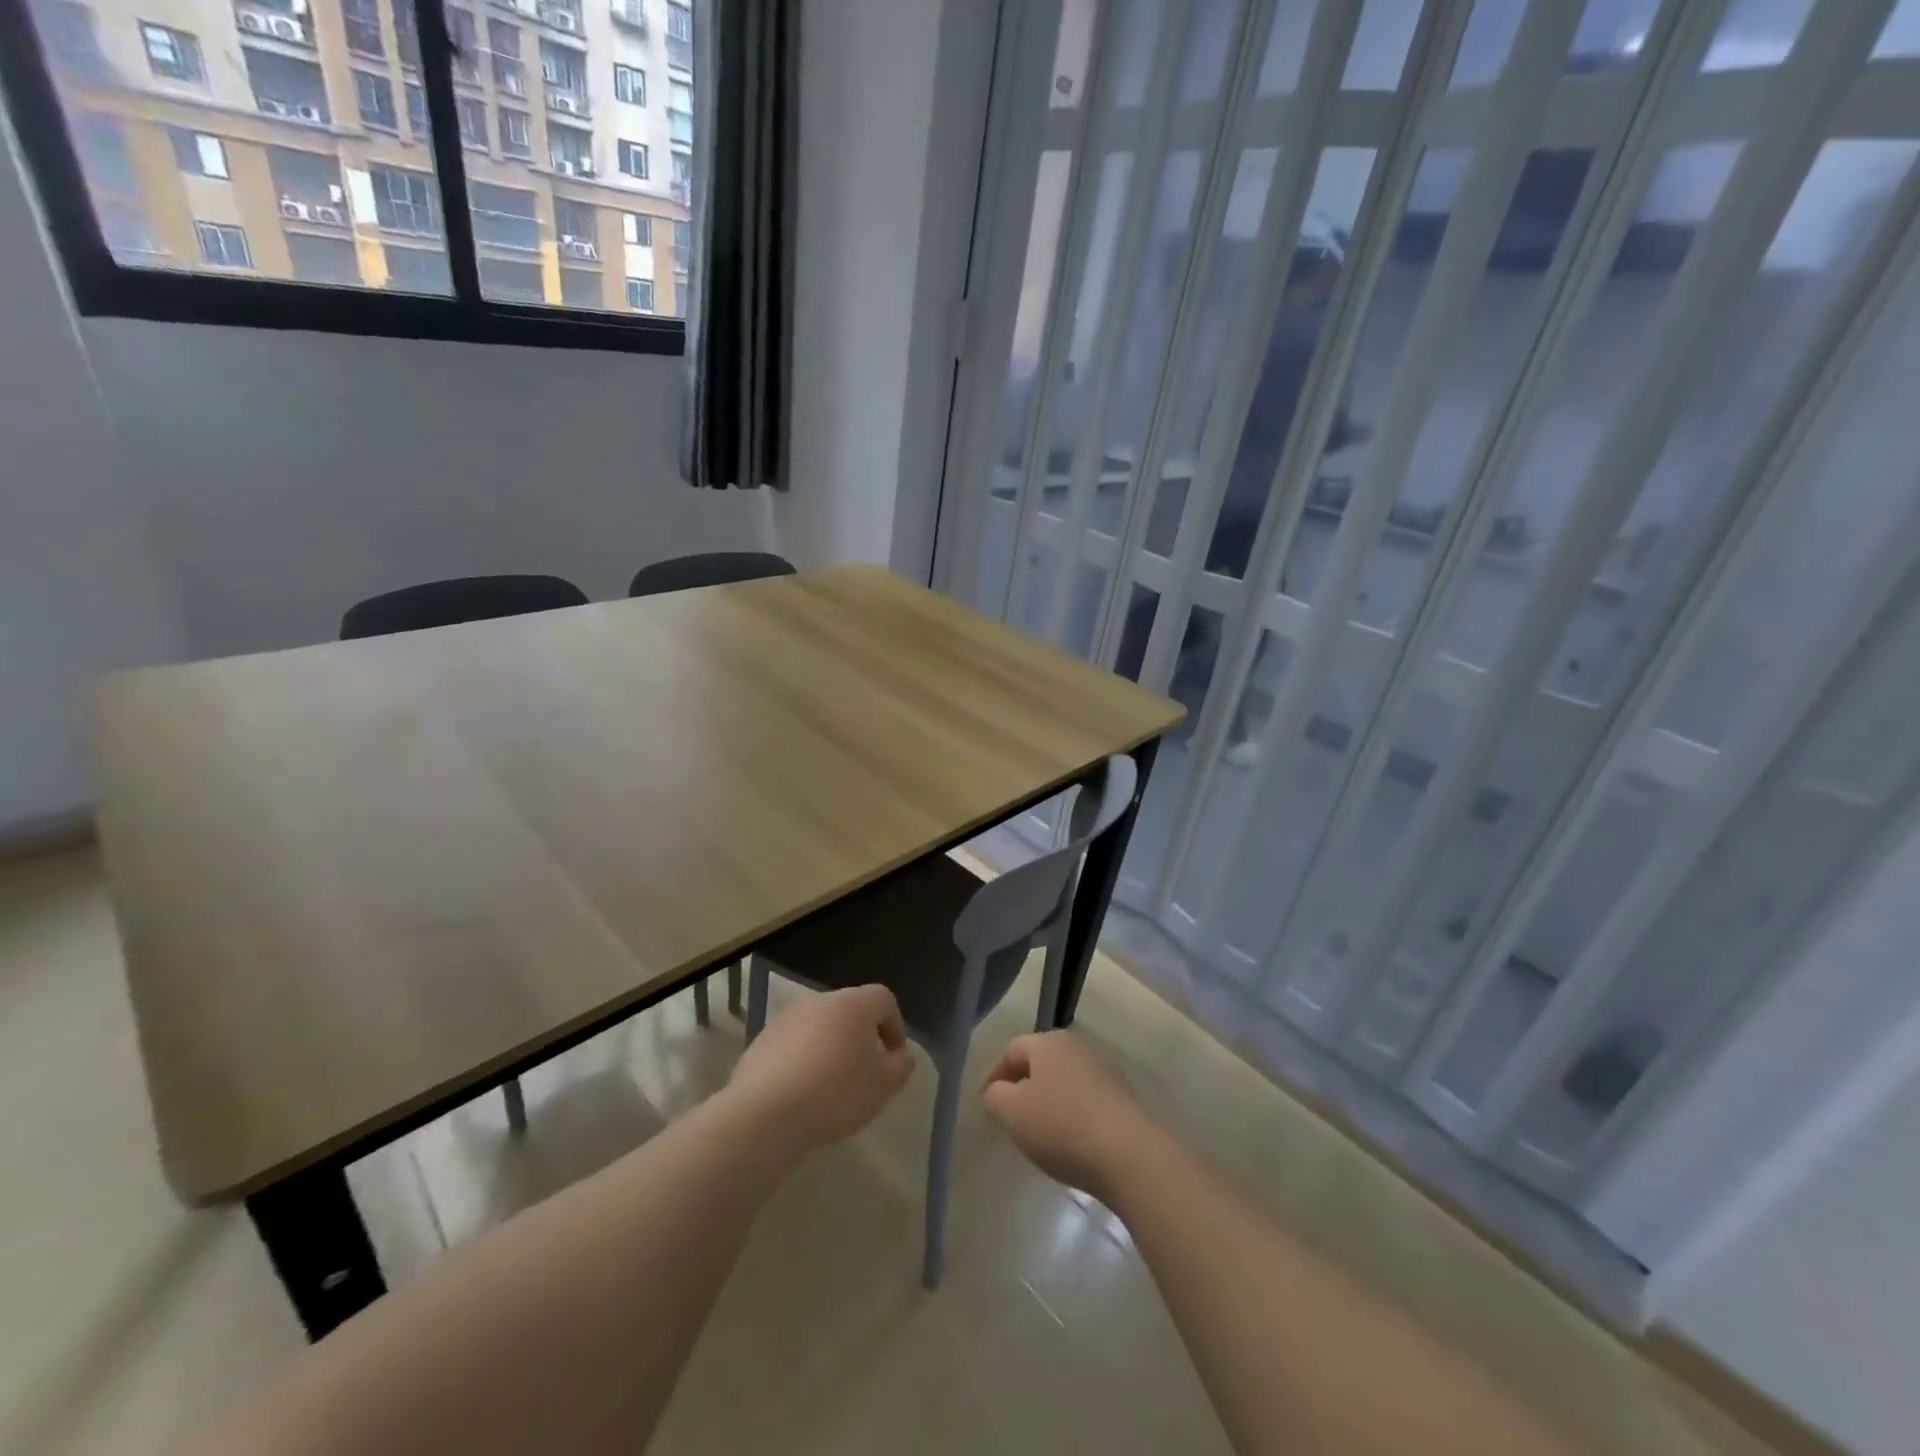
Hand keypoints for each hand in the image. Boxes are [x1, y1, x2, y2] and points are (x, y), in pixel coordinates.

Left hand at [728, 984, 913, 1152]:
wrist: (765, 1113)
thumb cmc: (835, 1093)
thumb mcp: (883, 1086)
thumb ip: (901, 1066)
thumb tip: (901, 1056)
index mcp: (853, 1004)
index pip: (884, 999)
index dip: (895, 1026)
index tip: (894, 1058)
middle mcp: (819, 1001)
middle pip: (850, 1011)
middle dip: (861, 1037)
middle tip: (865, 1073)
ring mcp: (786, 1019)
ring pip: (819, 1028)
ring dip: (830, 1049)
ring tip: (831, 1087)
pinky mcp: (761, 1041)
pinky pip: (793, 1045)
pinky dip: (802, 1061)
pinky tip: (801, 1094)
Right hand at [981, 1032, 1155, 1204]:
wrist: (1130, 1155)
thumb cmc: (1062, 1126)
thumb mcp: (1012, 1112)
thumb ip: (994, 1096)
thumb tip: (997, 1092)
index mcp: (1049, 1042)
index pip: (1011, 1050)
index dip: (993, 1076)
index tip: (985, 1105)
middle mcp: (1077, 1047)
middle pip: (1039, 1062)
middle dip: (1021, 1086)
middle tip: (1010, 1116)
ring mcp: (1104, 1070)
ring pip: (1063, 1081)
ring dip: (1047, 1101)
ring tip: (1039, 1133)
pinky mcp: (1122, 1097)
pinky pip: (1084, 1100)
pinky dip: (1071, 1114)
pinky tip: (1070, 1141)